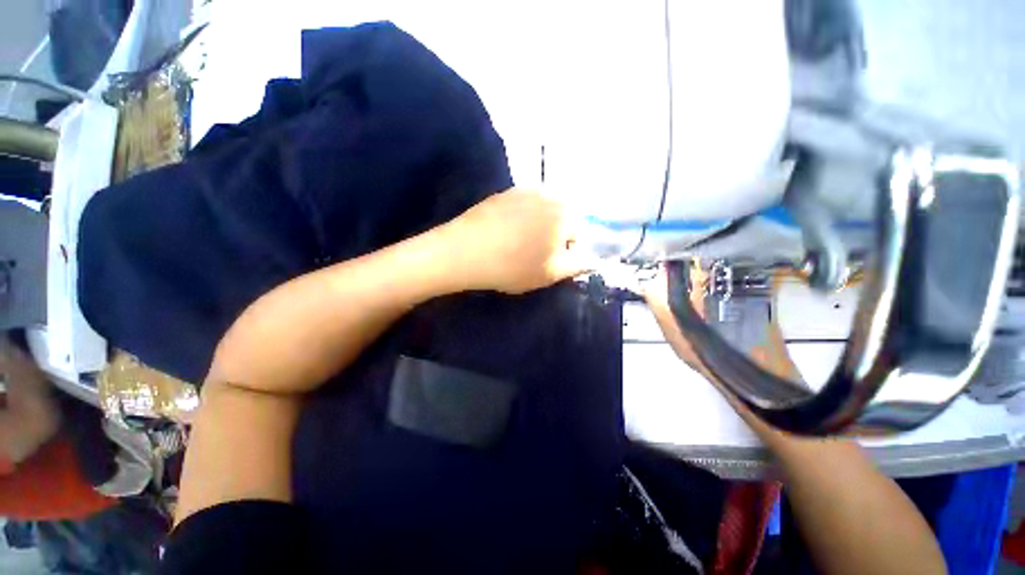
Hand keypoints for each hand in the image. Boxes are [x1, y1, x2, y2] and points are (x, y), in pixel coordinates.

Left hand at [445, 188, 593, 293]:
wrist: (464, 251)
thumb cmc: (512, 266)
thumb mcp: (550, 273)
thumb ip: (577, 265)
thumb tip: (593, 258)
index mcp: (565, 214)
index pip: (580, 232)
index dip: (568, 251)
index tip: (550, 263)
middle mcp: (548, 194)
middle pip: (562, 218)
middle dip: (554, 236)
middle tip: (534, 255)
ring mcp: (523, 190)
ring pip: (542, 212)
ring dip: (537, 228)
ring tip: (519, 246)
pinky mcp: (503, 193)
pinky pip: (522, 207)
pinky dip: (520, 220)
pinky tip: (505, 235)